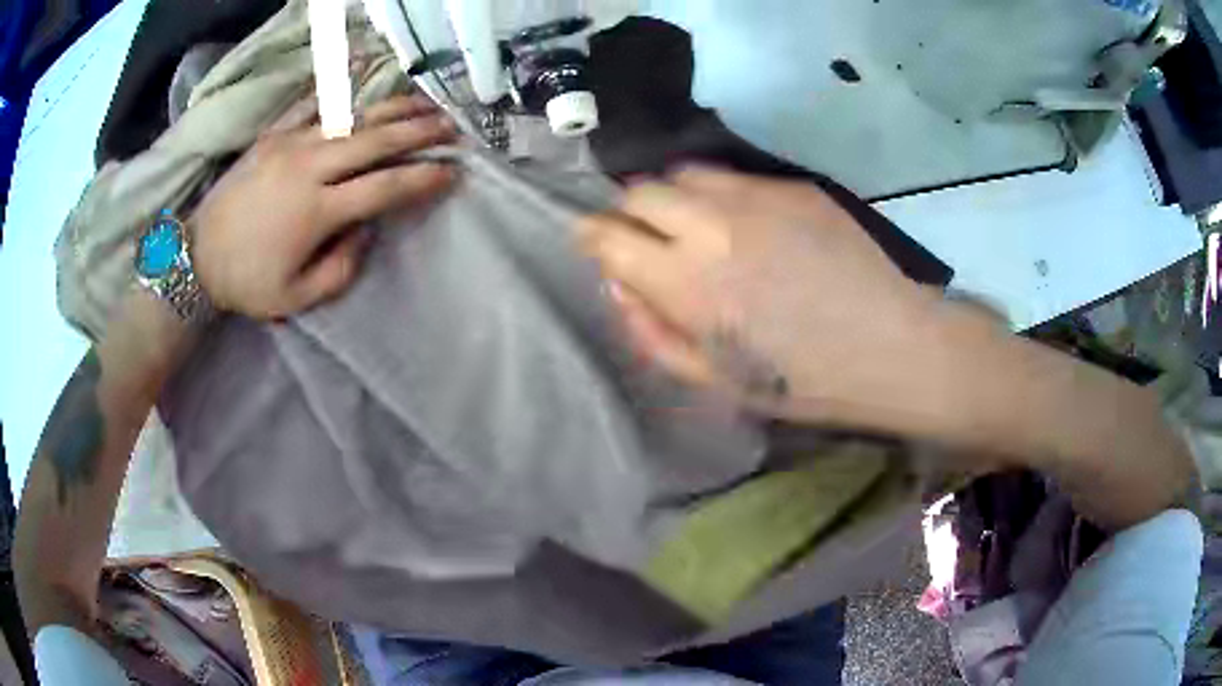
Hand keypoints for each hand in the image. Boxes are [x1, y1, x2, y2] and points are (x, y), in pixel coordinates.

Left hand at [191, 94, 458, 318]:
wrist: (197, 257)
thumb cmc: (247, 282)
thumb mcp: (298, 296)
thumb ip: (343, 267)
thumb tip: (367, 228)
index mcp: (317, 211)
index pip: (384, 188)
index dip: (423, 179)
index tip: (452, 172)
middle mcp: (309, 167)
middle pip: (377, 141)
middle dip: (420, 133)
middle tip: (453, 128)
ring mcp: (290, 143)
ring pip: (353, 117)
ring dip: (394, 109)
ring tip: (425, 104)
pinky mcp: (273, 134)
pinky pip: (312, 102)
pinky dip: (340, 85)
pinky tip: (363, 69)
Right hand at [579, 167, 945, 421]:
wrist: (891, 346)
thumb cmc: (801, 382)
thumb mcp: (714, 381)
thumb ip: (651, 331)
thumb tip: (618, 282)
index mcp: (687, 283)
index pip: (609, 236)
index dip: (591, 237)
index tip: (592, 243)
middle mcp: (713, 225)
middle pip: (639, 192)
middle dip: (630, 213)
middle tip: (647, 239)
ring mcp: (756, 197)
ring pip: (685, 173)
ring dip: (675, 197)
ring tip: (696, 227)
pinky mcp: (792, 187)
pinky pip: (735, 178)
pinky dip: (722, 197)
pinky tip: (750, 228)